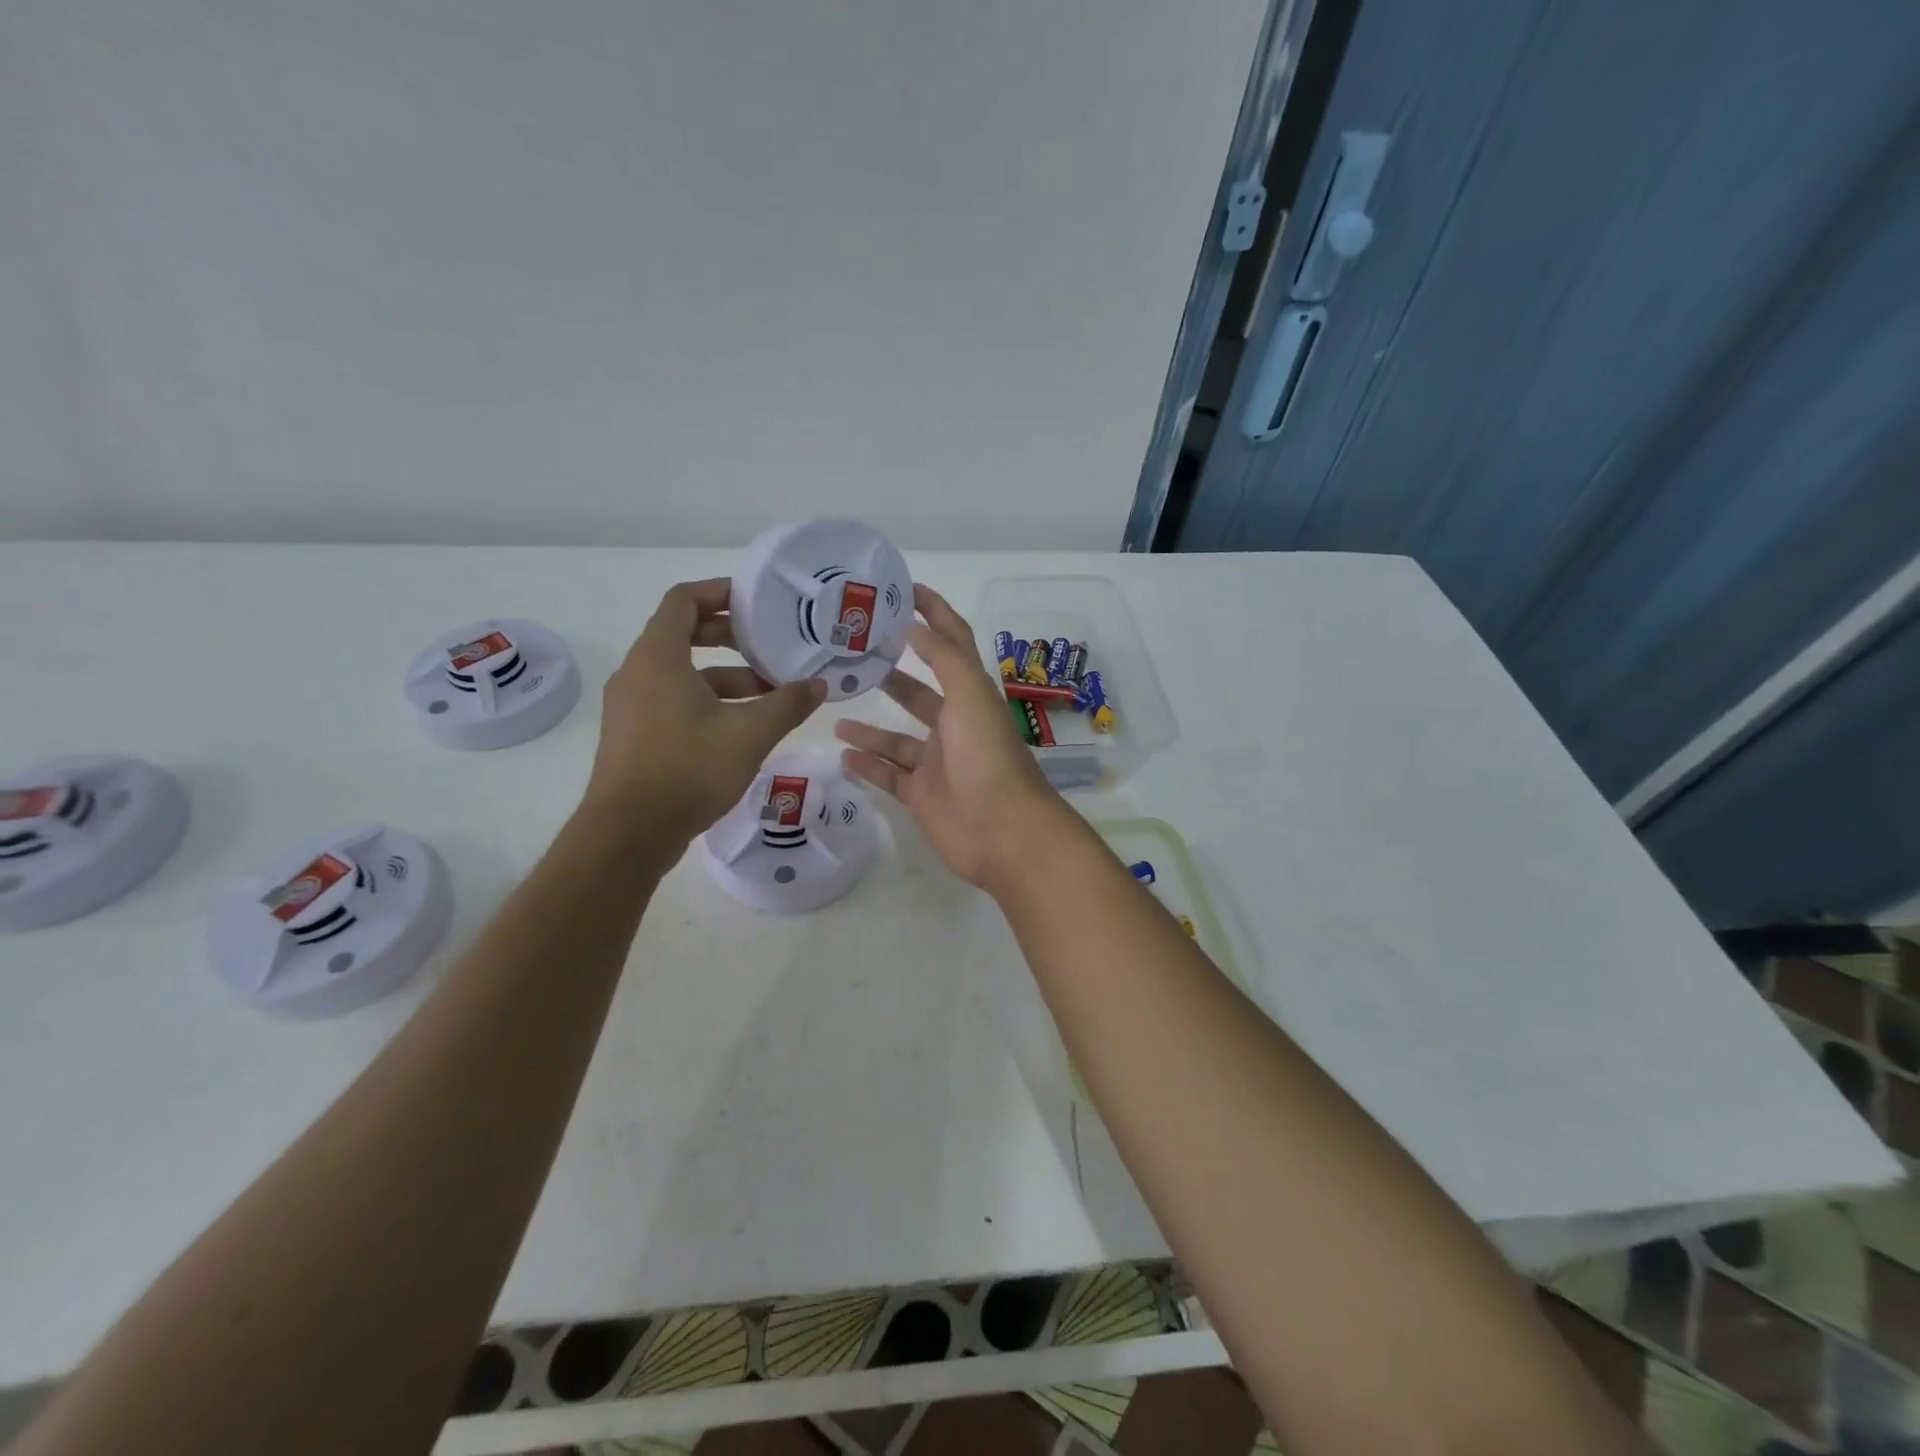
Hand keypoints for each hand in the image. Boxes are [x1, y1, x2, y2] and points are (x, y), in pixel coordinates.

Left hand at [585, 579, 825, 848]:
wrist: (629, 834)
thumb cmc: (688, 769)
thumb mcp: (749, 734)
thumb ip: (787, 704)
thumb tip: (819, 685)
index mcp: (658, 658)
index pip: (682, 601)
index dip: (719, 592)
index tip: (754, 601)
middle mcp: (638, 674)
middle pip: (682, 635)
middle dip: (729, 637)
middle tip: (769, 645)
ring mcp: (632, 707)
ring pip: (682, 674)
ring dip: (725, 676)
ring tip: (769, 693)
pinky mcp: (634, 736)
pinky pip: (673, 701)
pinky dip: (708, 701)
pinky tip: (743, 726)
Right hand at [834, 584, 1065, 888]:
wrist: (1003, 832)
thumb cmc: (988, 757)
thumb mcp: (970, 696)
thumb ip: (943, 658)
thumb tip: (914, 625)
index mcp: (970, 696)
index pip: (951, 644)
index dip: (933, 614)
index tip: (903, 590)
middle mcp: (954, 726)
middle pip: (919, 691)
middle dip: (892, 670)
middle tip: (851, 654)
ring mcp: (936, 763)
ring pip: (896, 737)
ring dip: (869, 724)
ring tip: (834, 707)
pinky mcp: (921, 795)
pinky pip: (888, 775)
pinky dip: (867, 765)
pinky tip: (841, 753)